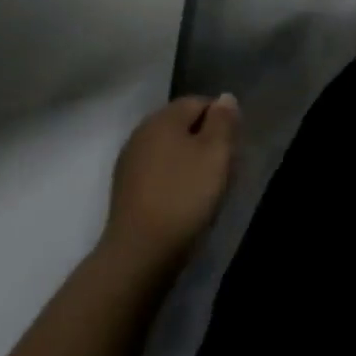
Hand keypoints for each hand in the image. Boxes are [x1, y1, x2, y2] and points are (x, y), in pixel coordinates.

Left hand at [103, 95, 238, 271]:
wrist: (138, 257)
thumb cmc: (183, 197)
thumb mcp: (216, 153)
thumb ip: (223, 120)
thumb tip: (225, 98)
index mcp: (163, 117)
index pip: (200, 102)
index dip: (221, 122)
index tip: (230, 151)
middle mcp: (142, 132)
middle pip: (183, 126)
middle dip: (205, 142)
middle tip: (221, 171)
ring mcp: (130, 163)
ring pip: (170, 151)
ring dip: (189, 163)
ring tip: (204, 191)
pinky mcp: (125, 192)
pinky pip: (158, 173)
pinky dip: (173, 182)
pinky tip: (181, 204)